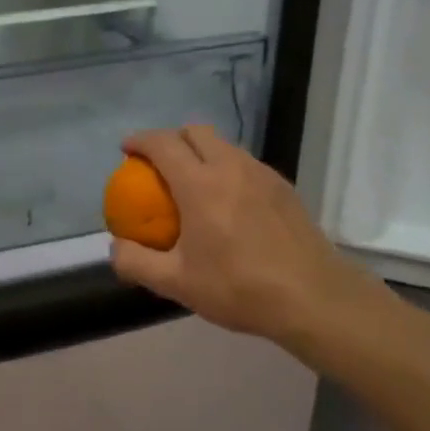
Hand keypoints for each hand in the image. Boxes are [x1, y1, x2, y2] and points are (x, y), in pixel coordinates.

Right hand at [109, 125, 389, 349]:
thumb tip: (115, 247)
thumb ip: (136, 262)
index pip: (163, 144)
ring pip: (225, 145)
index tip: (126, 149)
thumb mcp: (176, 283)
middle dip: (171, 138)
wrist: (314, 299)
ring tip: (190, 181)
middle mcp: (232, 168)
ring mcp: (263, 175)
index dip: (140, 141)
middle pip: (196, 132)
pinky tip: (225, 203)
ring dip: (201, 152)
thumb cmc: (239, 288)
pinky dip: (225, 168)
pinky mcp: (284, 189)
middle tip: (157, 163)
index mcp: (200, 185)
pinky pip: (246, 164)